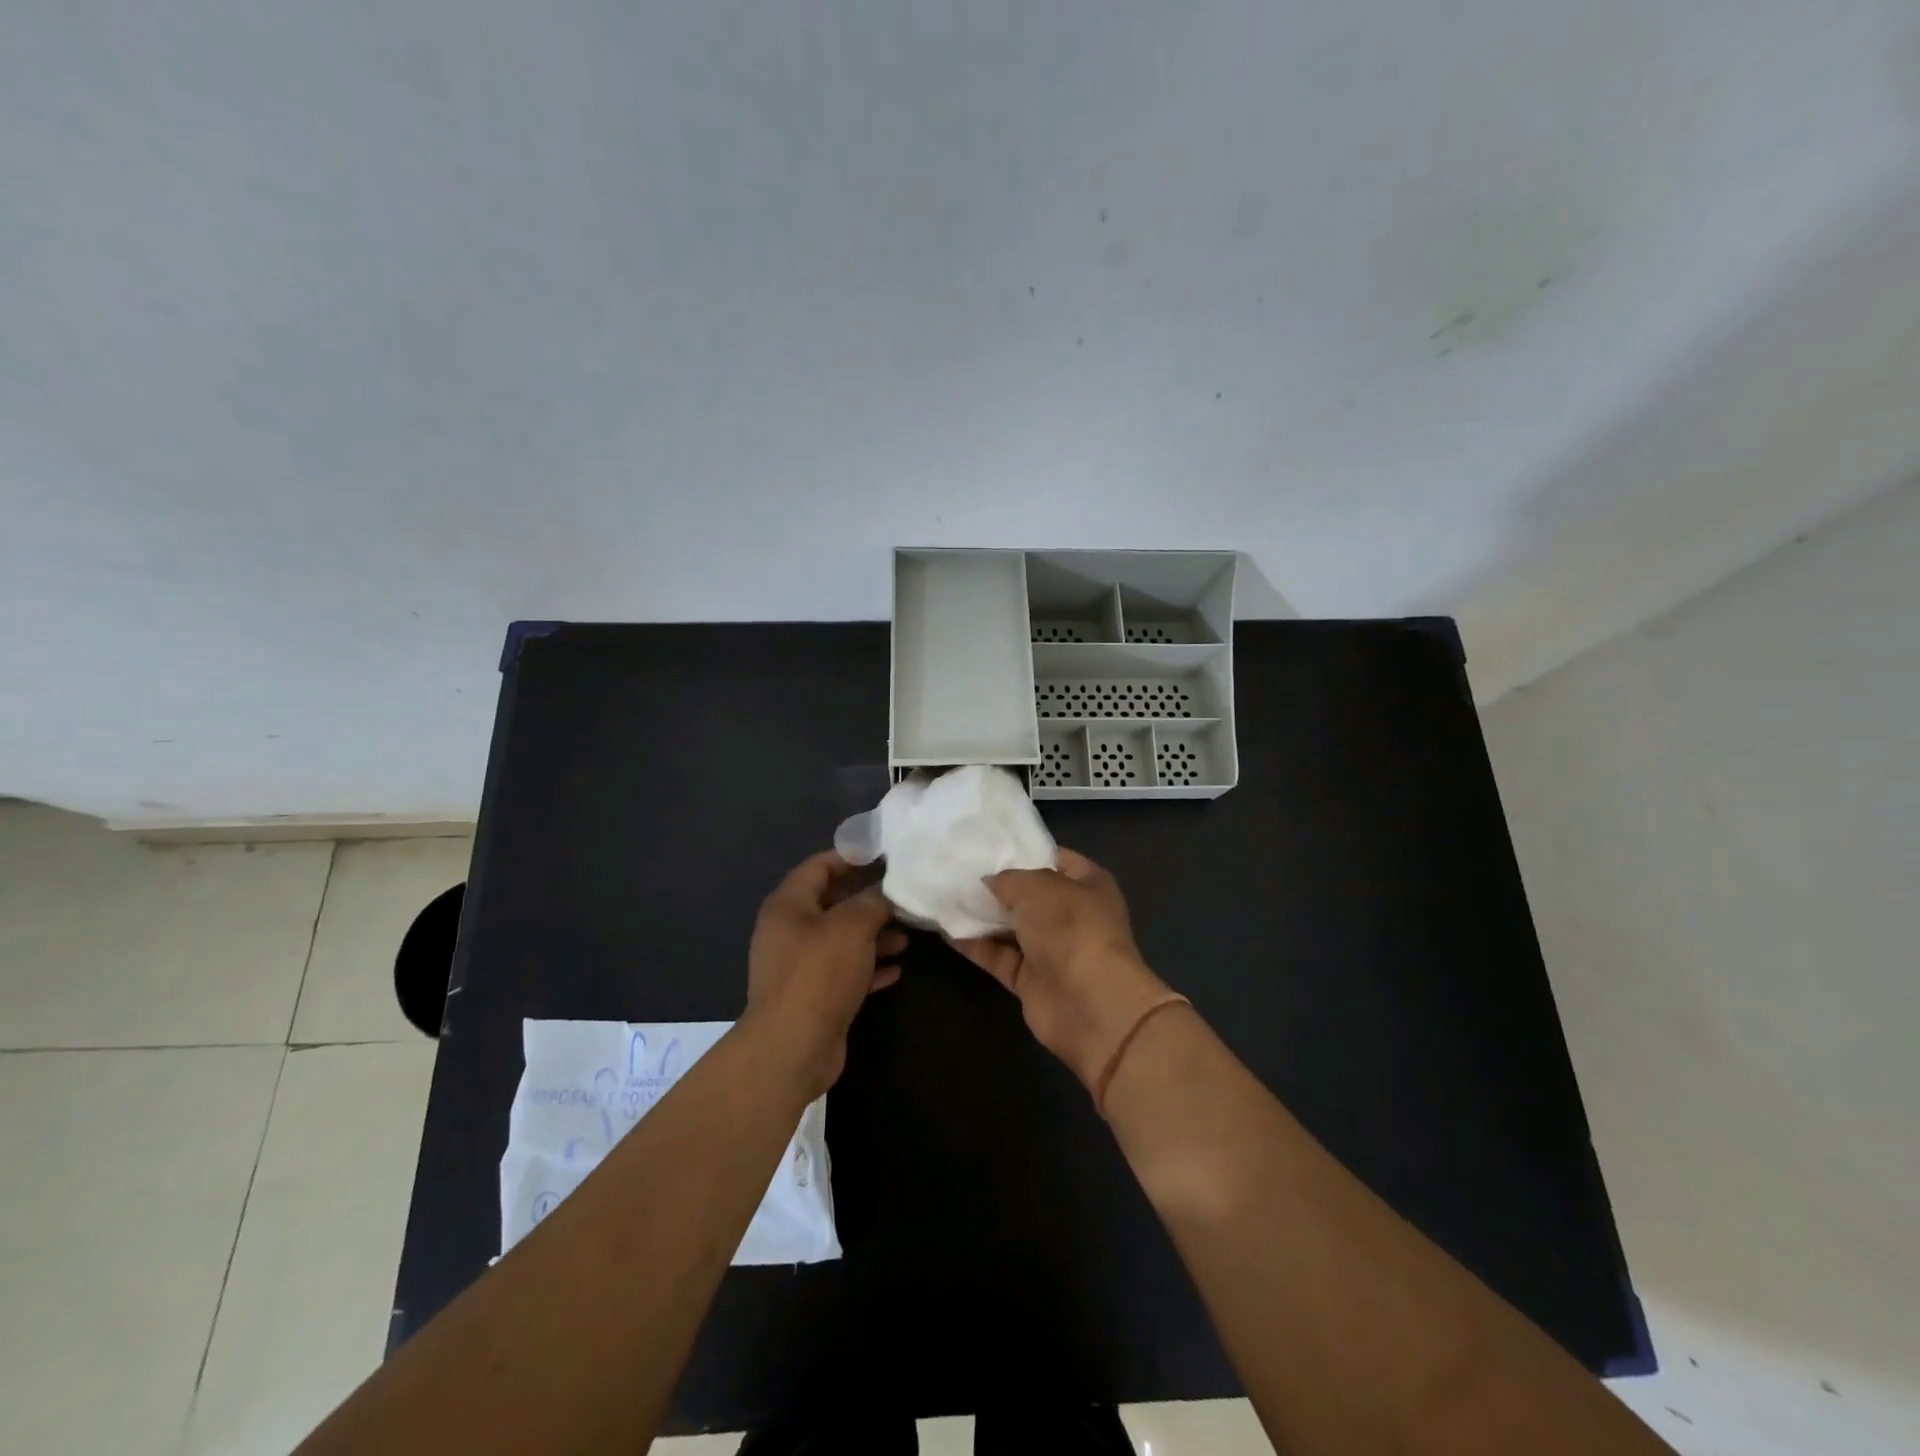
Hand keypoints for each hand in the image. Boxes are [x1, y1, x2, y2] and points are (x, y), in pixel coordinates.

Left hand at [746, 851, 906, 1097]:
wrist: (793, 1049)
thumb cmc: (819, 974)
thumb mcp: (852, 927)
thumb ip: (872, 901)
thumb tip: (887, 890)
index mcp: (788, 906)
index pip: (818, 866)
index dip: (850, 857)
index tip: (884, 856)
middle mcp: (789, 932)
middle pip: (832, 904)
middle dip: (868, 900)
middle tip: (902, 896)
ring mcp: (800, 967)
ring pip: (841, 940)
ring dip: (873, 936)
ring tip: (907, 936)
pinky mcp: (813, 997)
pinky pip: (845, 972)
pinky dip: (869, 967)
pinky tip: (897, 969)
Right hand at [953, 848, 1174, 1094]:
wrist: (1090, 1005)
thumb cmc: (1071, 929)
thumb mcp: (1037, 887)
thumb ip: (1008, 879)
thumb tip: (989, 882)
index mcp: (1088, 884)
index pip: (1054, 858)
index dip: (1023, 851)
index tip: (986, 845)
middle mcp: (1072, 914)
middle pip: (1029, 894)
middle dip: (997, 885)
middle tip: (957, 870)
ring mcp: (1052, 949)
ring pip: (1011, 926)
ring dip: (982, 915)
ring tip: (945, 895)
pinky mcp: (1031, 980)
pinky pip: (999, 956)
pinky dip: (976, 946)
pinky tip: (947, 930)